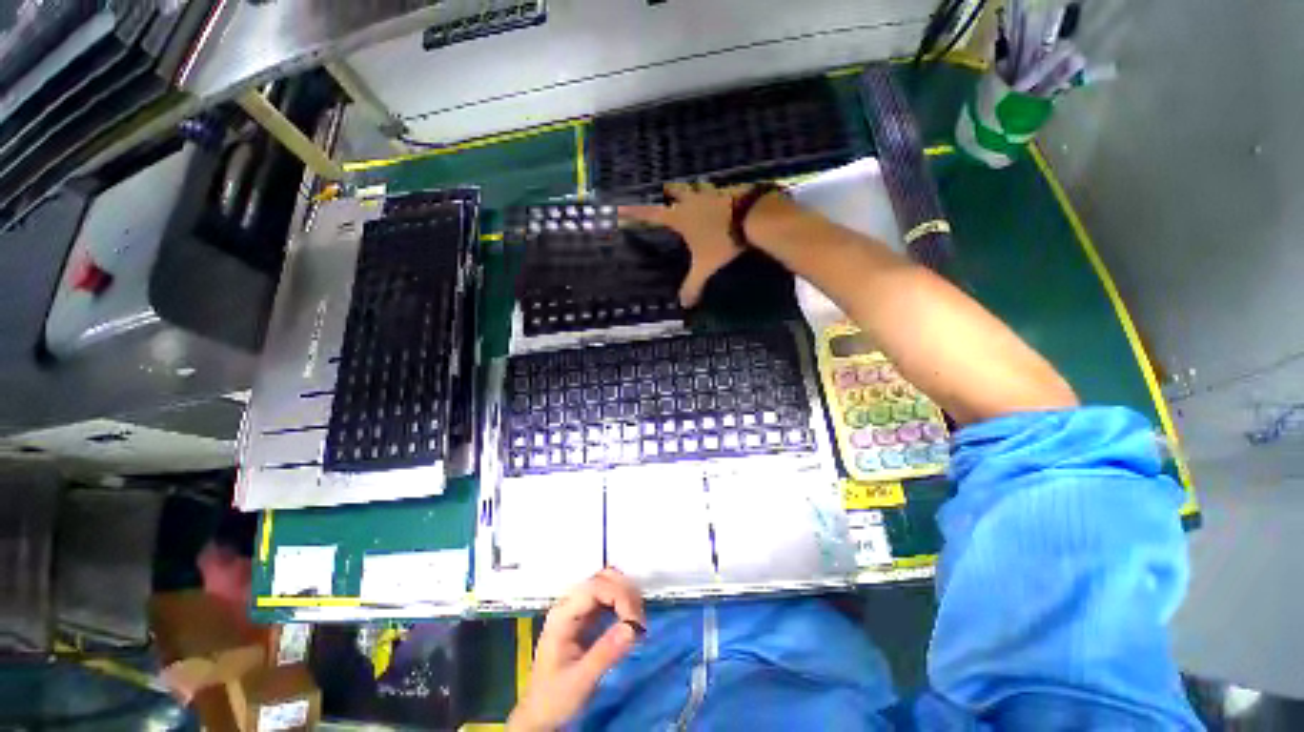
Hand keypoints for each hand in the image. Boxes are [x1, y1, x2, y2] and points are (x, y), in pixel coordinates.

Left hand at [507, 569, 646, 731]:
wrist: (540, 715)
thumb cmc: (555, 698)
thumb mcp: (580, 681)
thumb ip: (605, 653)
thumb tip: (632, 628)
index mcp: (562, 615)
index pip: (595, 588)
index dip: (620, 597)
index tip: (636, 623)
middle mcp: (570, 604)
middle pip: (602, 579)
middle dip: (625, 594)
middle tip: (639, 622)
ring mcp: (578, 608)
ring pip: (607, 583)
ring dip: (626, 596)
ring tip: (637, 622)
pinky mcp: (587, 615)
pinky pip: (609, 597)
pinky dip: (623, 603)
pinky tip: (630, 621)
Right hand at [620, 181, 748, 307]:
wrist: (754, 218)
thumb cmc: (723, 241)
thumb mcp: (706, 266)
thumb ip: (693, 284)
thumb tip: (684, 304)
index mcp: (680, 217)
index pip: (650, 215)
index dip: (634, 213)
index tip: (620, 208)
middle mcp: (691, 201)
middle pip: (674, 191)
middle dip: (668, 193)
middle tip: (665, 196)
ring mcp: (710, 192)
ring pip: (695, 187)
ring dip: (691, 190)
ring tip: (691, 195)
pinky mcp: (728, 189)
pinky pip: (715, 189)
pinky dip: (712, 193)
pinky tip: (718, 199)